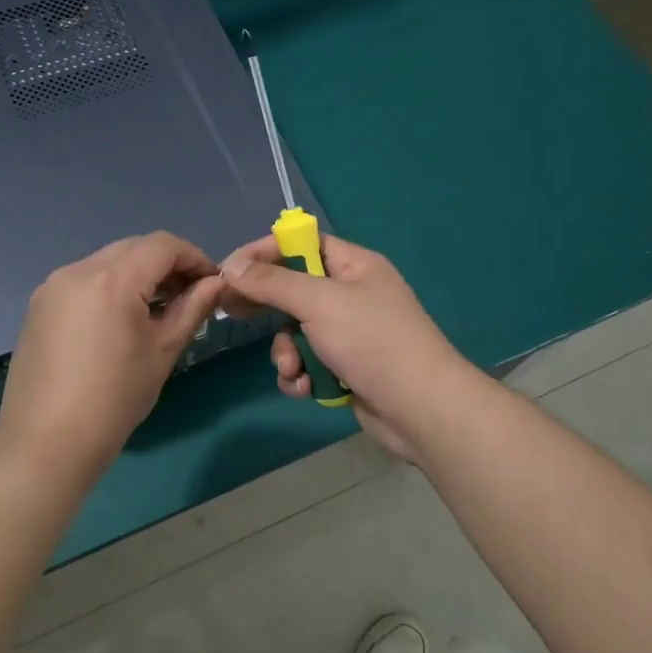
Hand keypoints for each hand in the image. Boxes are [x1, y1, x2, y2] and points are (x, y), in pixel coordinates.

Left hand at [0, 233, 226, 479]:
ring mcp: (53, 286)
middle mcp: (78, 270)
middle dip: (166, 264)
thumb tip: (216, 284)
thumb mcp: (162, 352)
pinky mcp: (39, 305)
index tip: (213, 283)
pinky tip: (121, 319)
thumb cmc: (115, 399)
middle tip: (189, 296)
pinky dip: (110, 287)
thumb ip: (191, 309)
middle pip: (133, 248)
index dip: (194, 257)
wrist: (46, 442)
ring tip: (158, 309)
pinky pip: (84, 280)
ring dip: (137, 275)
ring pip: (107, 262)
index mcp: (112, 279)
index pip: (162, 246)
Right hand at [221, 233, 477, 463]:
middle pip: (294, 289)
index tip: (231, 269)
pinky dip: (301, 375)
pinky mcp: (346, 368)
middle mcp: (352, 295)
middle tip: (233, 313)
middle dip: (268, 308)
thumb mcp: (318, 302)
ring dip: (286, 352)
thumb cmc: (372, 341)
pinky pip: (308, 362)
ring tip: (292, 369)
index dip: (266, 252)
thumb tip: (232, 266)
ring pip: (296, 332)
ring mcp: (349, 334)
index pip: (302, 244)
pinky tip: (305, 389)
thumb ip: (272, 282)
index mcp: (355, 265)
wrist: (420, 408)